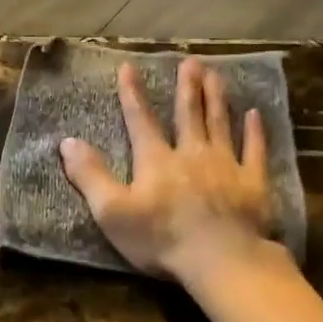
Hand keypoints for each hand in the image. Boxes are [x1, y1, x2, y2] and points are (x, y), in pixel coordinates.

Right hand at [59, 57, 277, 283]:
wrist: (220, 259)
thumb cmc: (161, 239)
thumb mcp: (112, 211)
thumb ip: (90, 176)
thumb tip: (67, 142)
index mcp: (156, 161)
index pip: (141, 120)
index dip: (133, 94)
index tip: (129, 67)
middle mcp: (191, 154)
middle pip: (188, 114)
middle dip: (187, 87)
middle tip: (190, 61)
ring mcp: (226, 166)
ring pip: (220, 123)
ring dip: (217, 97)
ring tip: (216, 74)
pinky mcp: (253, 183)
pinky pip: (254, 150)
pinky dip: (255, 131)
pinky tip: (255, 114)